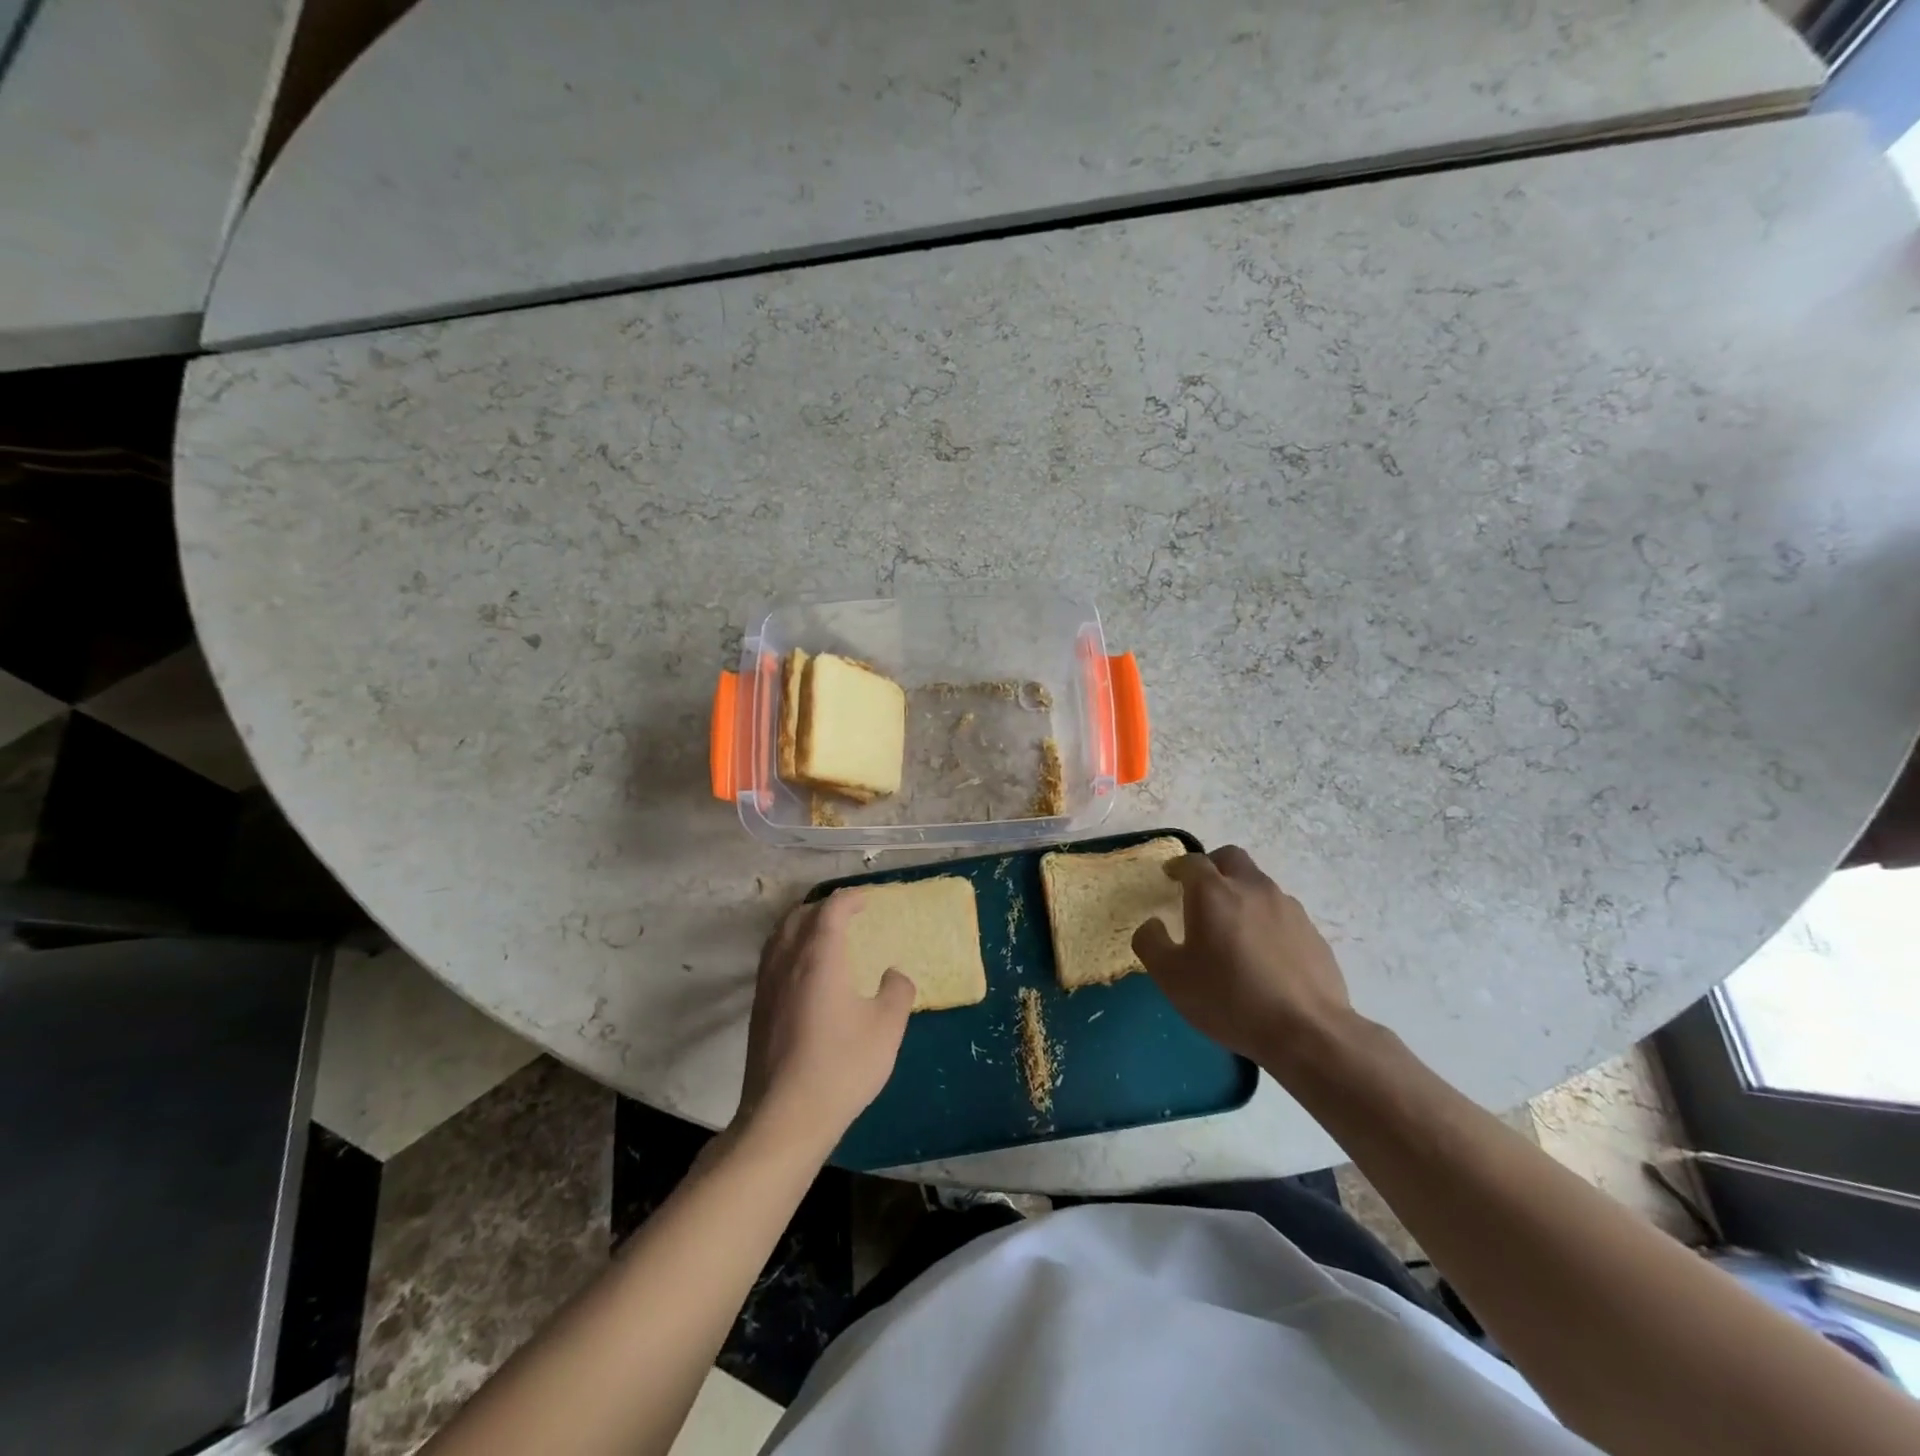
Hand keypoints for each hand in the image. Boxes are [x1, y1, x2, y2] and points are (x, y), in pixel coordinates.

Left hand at [734, 891, 914, 1157]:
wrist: (785, 1116)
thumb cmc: (842, 1065)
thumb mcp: (887, 1028)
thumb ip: (897, 992)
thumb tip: (894, 975)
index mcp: (819, 956)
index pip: (830, 910)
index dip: (849, 899)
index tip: (866, 900)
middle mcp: (787, 961)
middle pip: (798, 916)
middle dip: (822, 907)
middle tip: (846, 914)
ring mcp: (767, 985)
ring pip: (779, 936)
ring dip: (801, 925)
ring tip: (822, 935)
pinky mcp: (758, 1009)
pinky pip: (772, 959)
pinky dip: (789, 948)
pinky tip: (804, 972)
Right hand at [1132, 846, 1354, 1066]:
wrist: (1307, 1032)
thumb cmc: (1229, 999)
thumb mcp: (1171, 977)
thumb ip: (1151, 943)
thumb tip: (1152, 924)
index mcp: (1213, 893)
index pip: (1192, 862)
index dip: (1178, 866)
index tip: (1170, 877)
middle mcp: (1251, 888)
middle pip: (1230, 857)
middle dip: (1212, 866)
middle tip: (1201, 892)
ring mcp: (1287, 907)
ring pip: (1258, 884)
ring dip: (1241, 894)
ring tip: (1233, 929)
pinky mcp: (1311, 931)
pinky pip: (1281, 912)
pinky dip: (1266, 920)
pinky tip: (1263, 954)